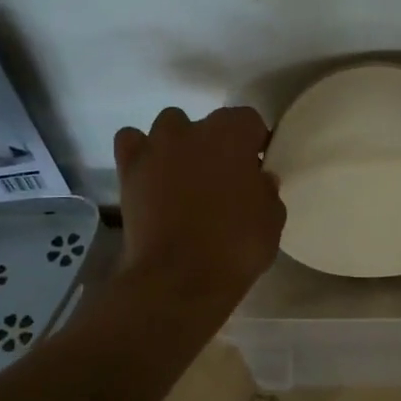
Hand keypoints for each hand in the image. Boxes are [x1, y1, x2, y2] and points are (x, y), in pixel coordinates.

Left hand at [114, 106, 284, 312]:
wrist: (178, 278)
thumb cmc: (235, 246)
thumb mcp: (272, 220)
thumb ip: (267, 191)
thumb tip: (259, 179)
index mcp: (233, 134)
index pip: (249, 121)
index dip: (254, 143)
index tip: (256, 168)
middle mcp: (192, 129)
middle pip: (209, 124)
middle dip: (217, 145)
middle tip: (223, 179)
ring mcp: (156, 146)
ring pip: (169, 127)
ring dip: (179, 145)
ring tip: (184, 177)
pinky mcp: (128, 169)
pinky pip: (131, 143)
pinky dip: (141, 153)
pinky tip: (150, 175)